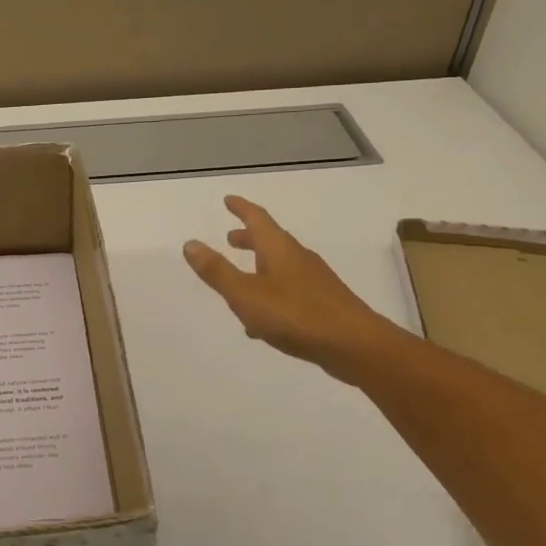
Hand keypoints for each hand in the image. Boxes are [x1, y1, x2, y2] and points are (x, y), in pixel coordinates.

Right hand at [183, 195, 395, 378]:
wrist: (354, 345)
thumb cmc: (295, 314)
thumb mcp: (245, 294)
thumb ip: (217, 271)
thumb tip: (191, 243)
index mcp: (278, 249)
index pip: (257, 218)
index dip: (241, 208)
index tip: (228, 200)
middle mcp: (298, 258)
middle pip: (271, 241)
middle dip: (249, 238)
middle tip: (230, 238)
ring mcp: (314, 281)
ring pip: (280, 266)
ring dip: (259, 266)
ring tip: (241, 279)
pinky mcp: (324, 303)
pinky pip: (290, 290)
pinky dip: (271, 293)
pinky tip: (261, 322)